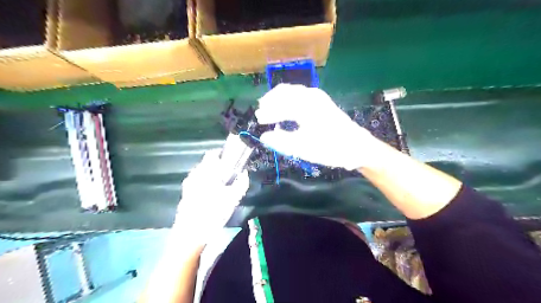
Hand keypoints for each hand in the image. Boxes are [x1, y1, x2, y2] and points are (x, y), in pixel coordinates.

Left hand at [174, 149, 249, 245]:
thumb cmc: (213, 213)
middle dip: (218, 166)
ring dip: (211, 175)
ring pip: (201, 173)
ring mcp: (188, 185)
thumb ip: (241, 183)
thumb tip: (245, 174)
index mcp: (206, 172)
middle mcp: (195, 175)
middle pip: (206, 164)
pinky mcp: (185, 194)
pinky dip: (204, 184)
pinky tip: (211, 196)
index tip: (231, 160)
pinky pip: (196, 182)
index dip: (222, 154)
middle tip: (229, 175)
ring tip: (221, 186)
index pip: (212, 154)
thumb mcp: (233, 199)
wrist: (190, 234)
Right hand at [255, 84, 376, 170]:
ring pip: (292, 91)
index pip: (279, 105)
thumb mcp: (304, 148)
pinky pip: (300, 95)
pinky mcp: (322, 102)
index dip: (267, 113)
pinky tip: (286, 109)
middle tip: (261, 112)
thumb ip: (281, 141)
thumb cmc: (330, 148)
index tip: (258, 120)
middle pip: (284, 92)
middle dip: (271, 101)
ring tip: (270, 109)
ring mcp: (318, 97)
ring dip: (279, 99)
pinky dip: (289, 100)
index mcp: (305, 106)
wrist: (357, 147)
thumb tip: (264, 137)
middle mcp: (311, 96)